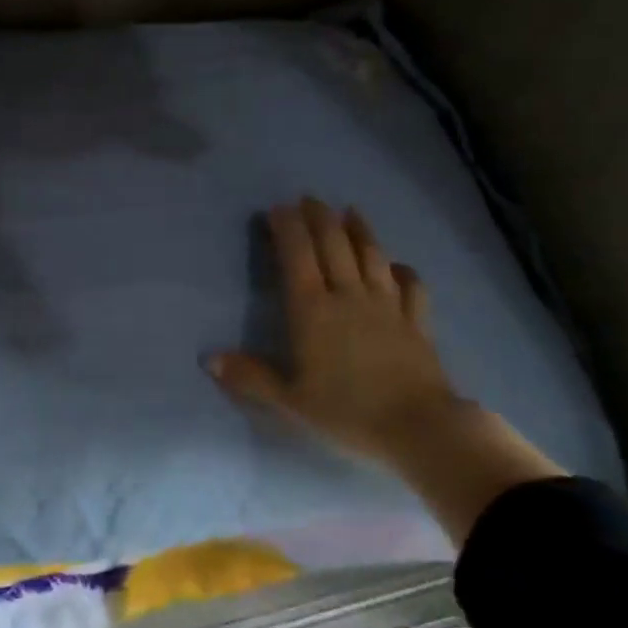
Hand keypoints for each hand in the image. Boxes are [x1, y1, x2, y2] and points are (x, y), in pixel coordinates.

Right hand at [208, 198, 563, 544]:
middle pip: (334, 244)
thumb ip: (251, 377)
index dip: (287, 228)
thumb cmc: (347, 413)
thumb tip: (209, 360)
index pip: (297, 256)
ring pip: (371, 255)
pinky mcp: (416, 321)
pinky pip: (411, 286)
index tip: (277, 209)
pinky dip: (402, 270)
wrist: (418, 427)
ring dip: (359, 230)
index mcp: (313, 310)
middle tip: (308, 199)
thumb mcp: (291, 401)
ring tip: (350, 211)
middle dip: (319, 217)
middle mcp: (349, 296)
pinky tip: (397, 265)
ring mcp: (387, 305)